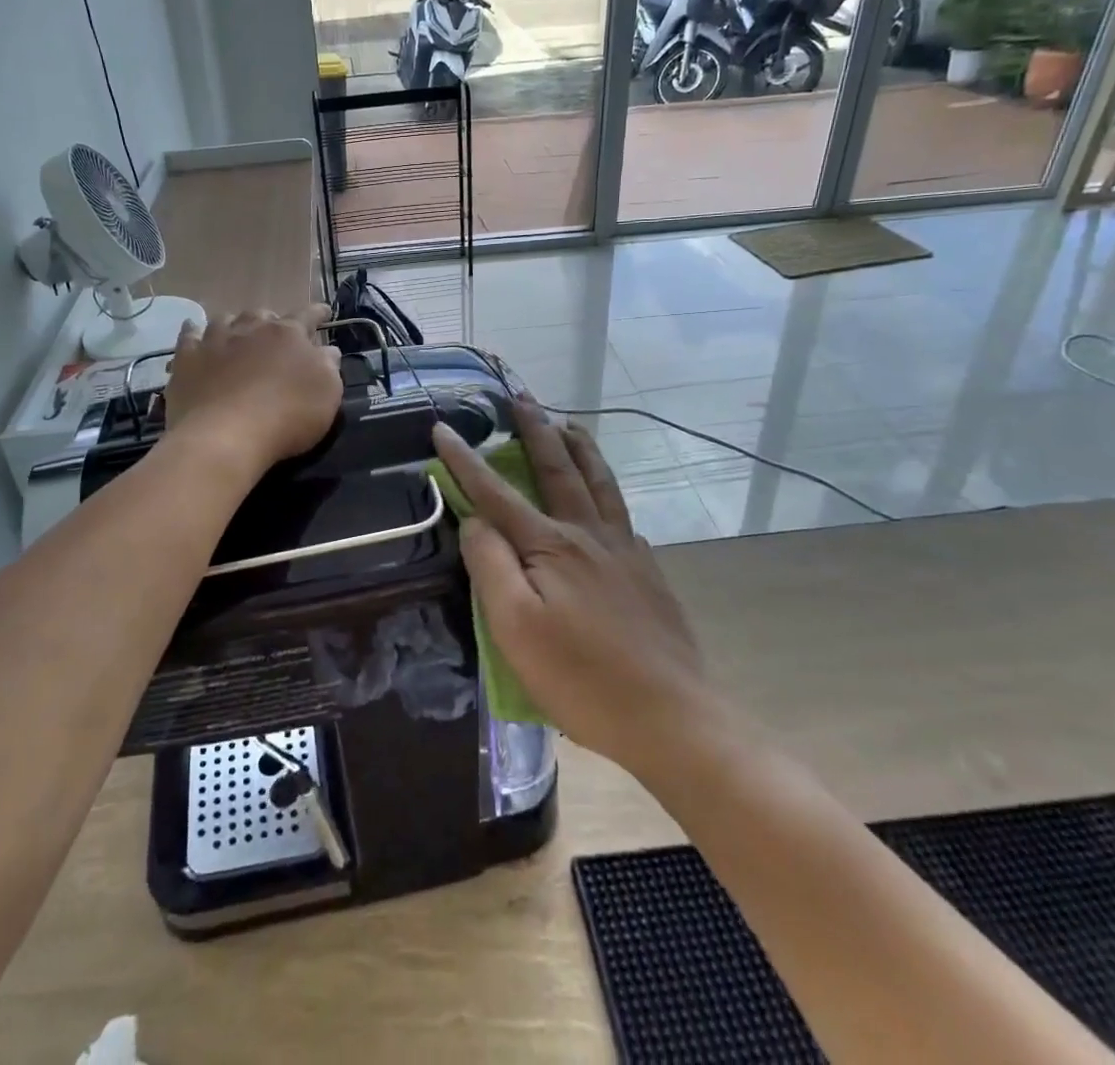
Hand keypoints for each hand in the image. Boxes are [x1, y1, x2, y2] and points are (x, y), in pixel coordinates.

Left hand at [165, 306, 342, 475]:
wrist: (225, 436)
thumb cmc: (287, 416)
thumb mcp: (327, 394)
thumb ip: (328, 366)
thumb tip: (326, 350)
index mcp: (288, 334)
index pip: (307, 315)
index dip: (318, 313)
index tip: (324, 312)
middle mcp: (251, 328)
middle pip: (263, 315)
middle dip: (272, 321)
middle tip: (276, 334)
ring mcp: (215, 341)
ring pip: (226, 320)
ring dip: (235, 324)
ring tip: (238, 333)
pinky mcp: (187, 358)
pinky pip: (189, 335)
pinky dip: (195, 332)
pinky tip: (195, 334)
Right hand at [431, 402, 709, 779]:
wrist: (671, 716)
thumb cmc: (581, 678)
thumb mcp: (515, 628)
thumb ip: (490, 565)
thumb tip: (476, 520)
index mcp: (550, 546)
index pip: (496, 493)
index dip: (465, 460)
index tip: (442, 426)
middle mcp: (588, 534)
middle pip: (557, 469)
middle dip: (535, 430)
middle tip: (522, 397)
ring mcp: (624, 550)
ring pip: (599, 482)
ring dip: (580, 447)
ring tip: (569, 424)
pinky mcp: (647, 571)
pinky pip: (622, 513)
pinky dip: (608, 489)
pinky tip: (607, 496)